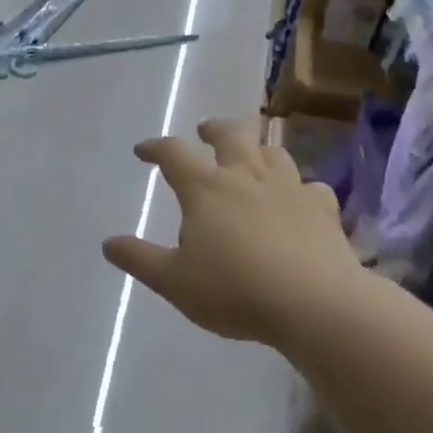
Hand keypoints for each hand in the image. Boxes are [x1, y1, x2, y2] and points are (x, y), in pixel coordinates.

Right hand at [102, 117, 359, 349]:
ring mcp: (289, 189)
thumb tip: (109, 243)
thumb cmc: (234, 291)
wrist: (314, 304)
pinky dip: (299, 187)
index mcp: (206, 189)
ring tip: (250, 157)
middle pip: (231, 134)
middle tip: (205, 131)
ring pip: (273, 152)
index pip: (174, 154)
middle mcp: (247, 177)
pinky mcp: (323, 209)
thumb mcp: (174, 281)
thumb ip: (140, 259)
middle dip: (214, 129)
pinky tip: (298, 199)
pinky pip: (310, 186)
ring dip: (257, 148)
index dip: (155, 148)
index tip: (143, 151)